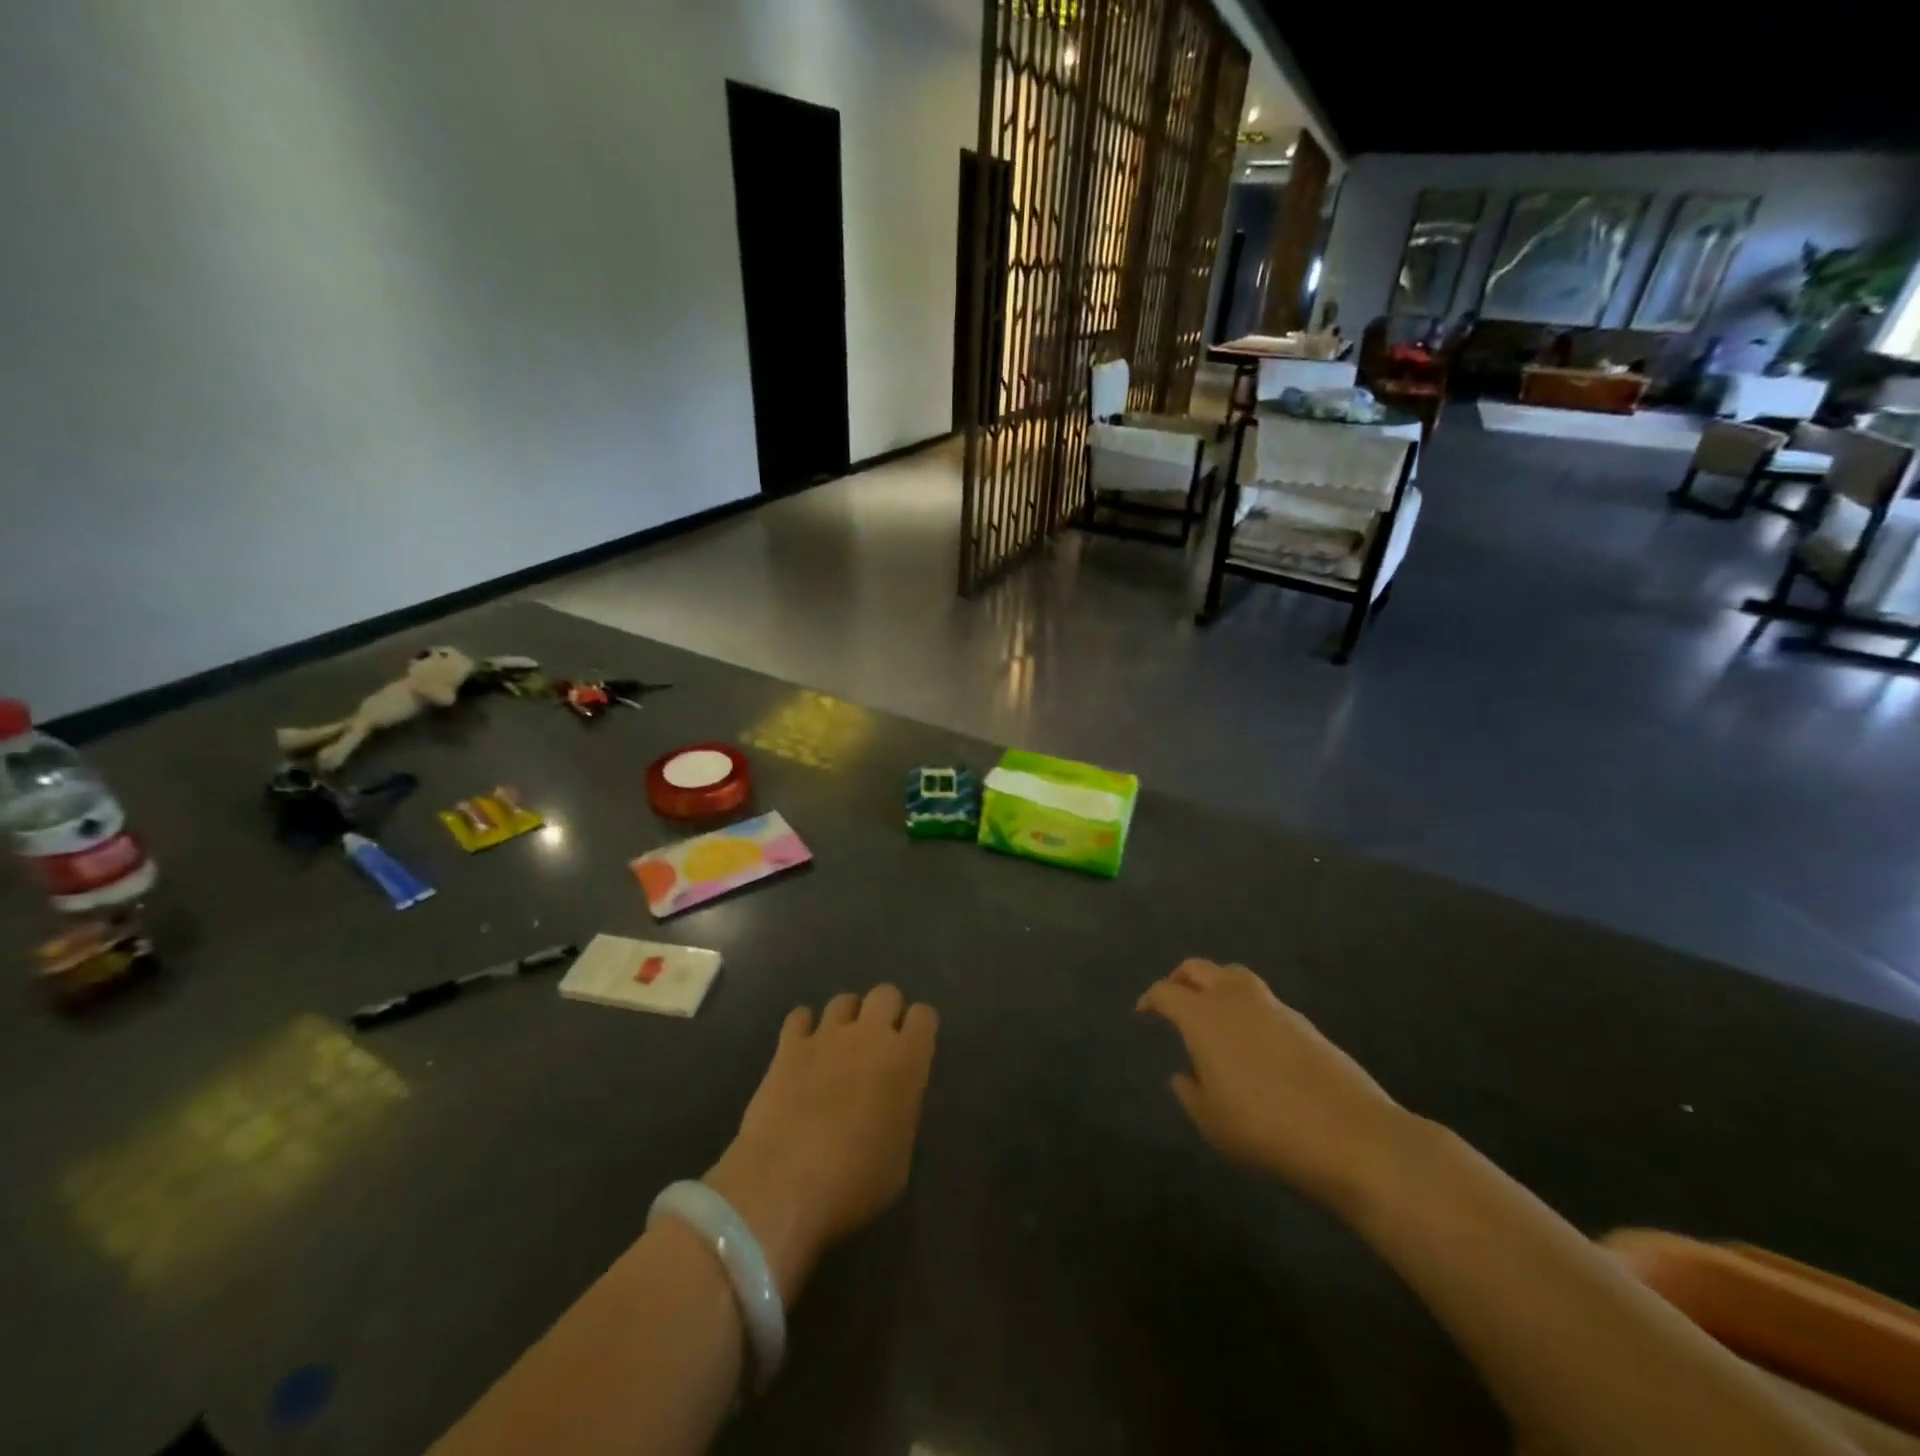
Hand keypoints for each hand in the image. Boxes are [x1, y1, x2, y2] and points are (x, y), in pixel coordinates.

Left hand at [704, 986, 937, 1302]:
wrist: (784, 1187)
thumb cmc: (855, 1183)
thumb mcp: (900, 1156)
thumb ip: (901, 1111)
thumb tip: (891, 1099)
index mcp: (906, 1060)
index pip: (925, 1015)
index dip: (919, 1029)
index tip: (913, 1048)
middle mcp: (870, 1036)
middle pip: (885, 993)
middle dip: (884, 1012)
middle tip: (877, 1043)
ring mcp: (827, 1036)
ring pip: (844, 1000)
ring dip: (846, 1019)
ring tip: (838, 1047)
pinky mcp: (788, 1046)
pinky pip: (800, 1016)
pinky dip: (804, 1028)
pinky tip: (802, 1050)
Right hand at [1138, 959, 1410, 1213]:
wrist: (1351, 1135)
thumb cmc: (1265, 1128)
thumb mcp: (1212, 1122)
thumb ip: (1191, 1093)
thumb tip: (1184, 1075)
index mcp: (1202, 1016)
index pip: (1166, 992)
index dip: (1150, 999)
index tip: (1143, 1012)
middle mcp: (1233, 998)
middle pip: (1198, 969)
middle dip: (1180, 980)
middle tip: (1173, 1000)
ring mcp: (1273, 1006)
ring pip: (1234, 976)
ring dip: (1216, 985)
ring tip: (1213, 1014)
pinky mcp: (1304, 1021)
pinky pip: (1263, 1000)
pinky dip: (1247, 1008)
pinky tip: (1251, 1040)